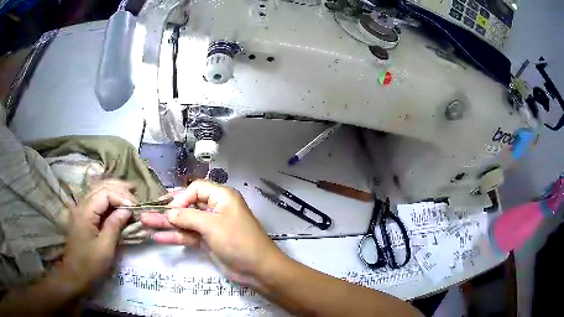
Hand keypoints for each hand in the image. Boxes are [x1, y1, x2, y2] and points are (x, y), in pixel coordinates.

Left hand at [58, 179, 135, 293]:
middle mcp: (81, 205)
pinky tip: (115, 200)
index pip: (105, 193)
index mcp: (85, 212)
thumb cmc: (91, 264)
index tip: (135, 208)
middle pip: (100, 187)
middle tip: (135, 192)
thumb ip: (114, 225)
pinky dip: (107, 197)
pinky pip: (96, 200)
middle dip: (119, 188)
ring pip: (97, 191)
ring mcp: (80, 210)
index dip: (121, 197)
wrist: (75, 274)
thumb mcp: (105, 247)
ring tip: (129, 191)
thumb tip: (127, 210)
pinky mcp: (82, 216)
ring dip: (113, 190)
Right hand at [141, 180, 282, 286]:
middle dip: (167, 210)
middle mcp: (215, 208)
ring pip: (185, 222)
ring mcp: (210, 227)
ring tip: (145, 223)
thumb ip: (188, 216)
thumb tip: (169, 212)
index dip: (181, 197)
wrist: (258, 269)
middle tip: (146, 213)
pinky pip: (188, 236)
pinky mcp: (207, 242)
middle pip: (187, 205)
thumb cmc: (237, 241)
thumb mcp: (212, 225)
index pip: (196, 189)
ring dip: (166, 224)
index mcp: (222, 197)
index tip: (170, 210)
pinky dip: (175, 236)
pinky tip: (157, 237)